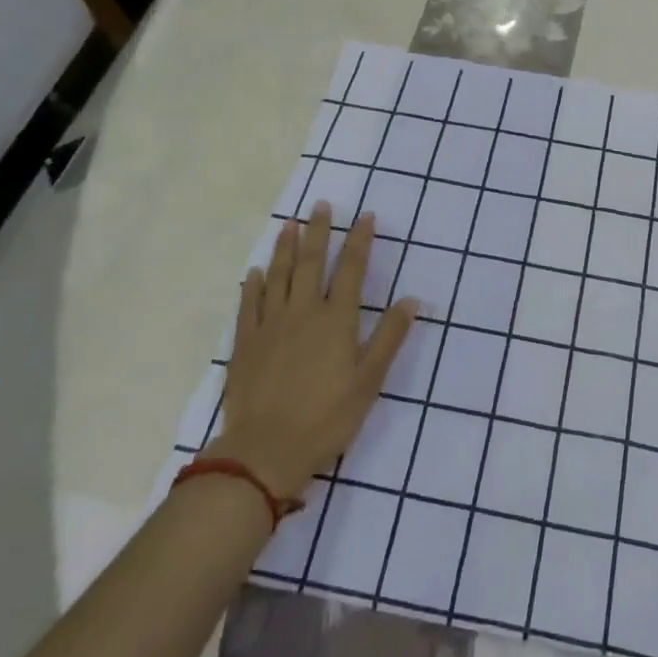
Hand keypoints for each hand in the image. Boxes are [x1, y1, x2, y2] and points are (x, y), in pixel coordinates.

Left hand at [203, 203, 418, 499]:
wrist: (265, 451)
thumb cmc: (326, 418)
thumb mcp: (369, 381)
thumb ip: (389, 337)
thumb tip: (412, 300)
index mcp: (336, 319)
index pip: (351, 269)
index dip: (360, 240)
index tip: (366, 216)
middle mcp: (303, 312)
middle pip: (311, 263)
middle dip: (320, 231)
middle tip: (322, 205)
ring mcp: (270, 325)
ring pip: (278, 276)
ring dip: (285, 247)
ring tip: (290, 224)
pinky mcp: (245, 344)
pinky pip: (249, 305)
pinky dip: (253, 285)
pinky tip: (255, 272)